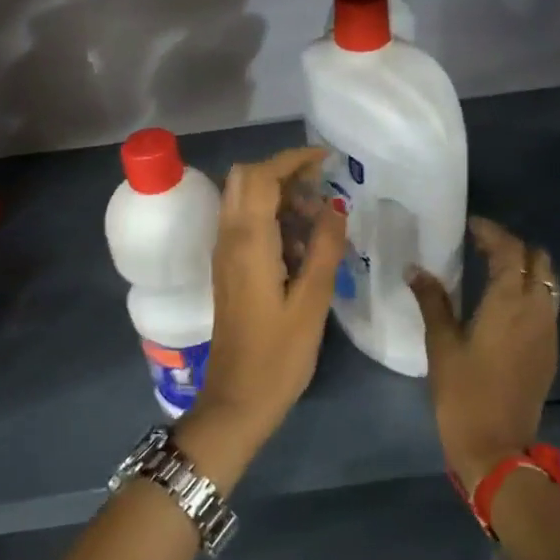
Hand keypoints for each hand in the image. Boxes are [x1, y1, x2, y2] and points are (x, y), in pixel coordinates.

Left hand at [181, 148, 345, 477]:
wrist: (237, 400)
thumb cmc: (279, 356)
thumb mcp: (311, 302)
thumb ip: (324, 248)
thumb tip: (335, 206)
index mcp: (248, 242)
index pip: (261, 176)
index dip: (293, 159)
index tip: (327, 160)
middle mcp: (228, 239)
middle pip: (246, 180)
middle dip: (283, 173)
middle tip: (322, 188)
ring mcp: (224, 255)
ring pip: (244, 201)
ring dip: (279, 197)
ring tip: (319, 222)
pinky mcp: (228, 270)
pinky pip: (245, 226)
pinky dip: (272, 220)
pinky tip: (302, 248)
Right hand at [409, 217, 559, 490]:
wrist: (497, 448)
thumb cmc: (463, 394)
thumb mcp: (441, 344)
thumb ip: (432, 301)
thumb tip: (416, 269)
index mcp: (509, 302)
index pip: (509, 250)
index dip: (492, 232)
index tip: (470, 225)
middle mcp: (537, 309)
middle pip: (538, 259)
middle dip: (512, 245)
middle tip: (481, 245)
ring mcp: (548, 330)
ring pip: (548, 281)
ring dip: (526, 267)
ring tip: (492, 268)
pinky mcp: (550, 350)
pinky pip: (548, 304)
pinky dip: (531, 290)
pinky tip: (504, 302)